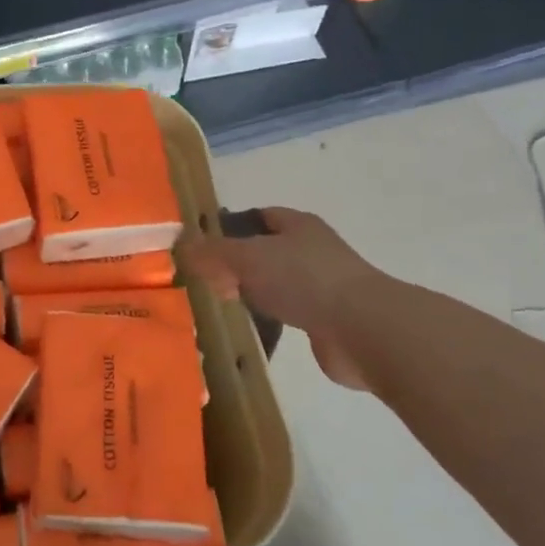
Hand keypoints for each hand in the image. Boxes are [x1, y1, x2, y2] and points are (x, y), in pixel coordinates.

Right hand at [182, 207, 386, 390]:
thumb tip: (181, 245)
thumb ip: (213, 252)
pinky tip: (253, 327)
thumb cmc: (303, 280)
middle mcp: (313, 250)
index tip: (204, 245)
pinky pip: (290, 312)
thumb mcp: (247, 258)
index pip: (260, 216)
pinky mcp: (328, 320)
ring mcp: (323, 286)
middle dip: (239, 263)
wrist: (362, 329)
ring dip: (255, 292)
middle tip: (207, 279)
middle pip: (267, 251)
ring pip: (278, 283)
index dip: (232, 226)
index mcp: (298, 225)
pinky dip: (272, 318)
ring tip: (224, 304)